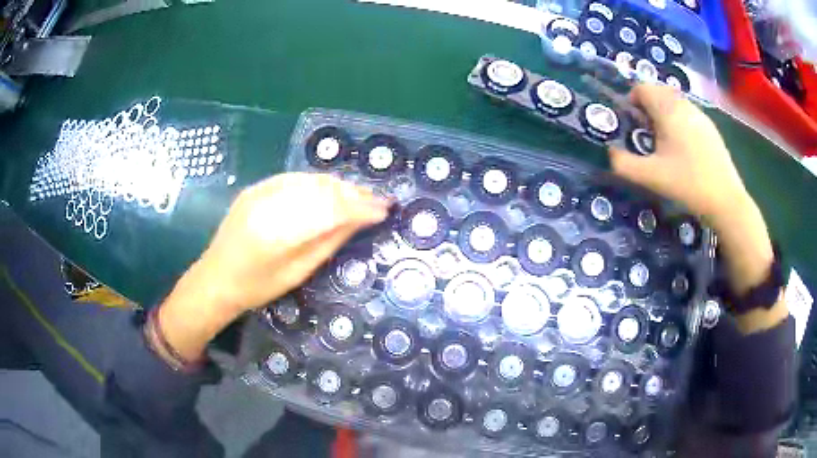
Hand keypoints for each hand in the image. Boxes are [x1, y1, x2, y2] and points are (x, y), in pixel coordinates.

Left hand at [156, 173, 390, 360]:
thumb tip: (361, 220)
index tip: (385, 209)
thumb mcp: (297, 272)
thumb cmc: (257, 287)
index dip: (361, 207)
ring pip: (311, 179)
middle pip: (322, 188)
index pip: (330, 209)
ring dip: (339, 186)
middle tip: (377, 201)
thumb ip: (330, 241)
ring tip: (359, 196)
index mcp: (278, 232)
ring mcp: (260, 191)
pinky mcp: (256, 187)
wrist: (216, 278)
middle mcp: (269, 202)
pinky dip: (318, 184)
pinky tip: (330, 192)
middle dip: (354, 193)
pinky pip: (295, 179)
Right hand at [608, 84, 748, 218]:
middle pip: (658, 91)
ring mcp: (700, 114)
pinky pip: (688, 113)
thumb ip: (624, 164)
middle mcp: (683, 105)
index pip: (642, 87)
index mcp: (667, 110)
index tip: (632, 124)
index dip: (631, 100)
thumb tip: (610, 153)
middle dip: (647, 106)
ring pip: (674, 101)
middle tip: (647, 134)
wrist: (725, 199)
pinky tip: (685, 148)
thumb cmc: (688, 184)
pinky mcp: (710, 127)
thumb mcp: (651, 177)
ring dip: (664, 113)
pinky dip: (680, 121)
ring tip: (666, 142)